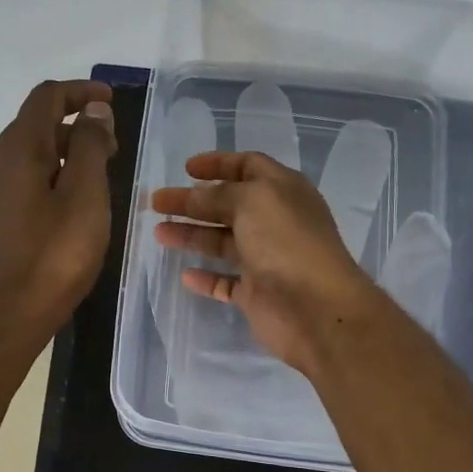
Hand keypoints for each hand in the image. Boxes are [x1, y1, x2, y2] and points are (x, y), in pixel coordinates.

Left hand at [0, 79, 116, 335]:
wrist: (7, 315)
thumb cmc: (55, 255)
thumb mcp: (86, 196)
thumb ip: (90, 146)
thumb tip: (92, 111)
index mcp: (17, 150)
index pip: (45, 98)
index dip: (80, 92)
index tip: (110, 104)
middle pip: (35, 128)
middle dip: (75, 129)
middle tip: (112, 150)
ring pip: (26, 160)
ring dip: (61, 158)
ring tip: (94, 182)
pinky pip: (18, 187)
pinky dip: (45, 182)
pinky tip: (65, 211)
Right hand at [152, 150, 379, 375]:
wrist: (314, 308)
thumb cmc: (286, 242)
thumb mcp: (251, 201)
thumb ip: (218, 195)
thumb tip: (194, 195)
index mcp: (283, 191)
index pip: (249, 167)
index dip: (218, 164)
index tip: (186, 169)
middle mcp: (275, 223)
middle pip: (228, 205)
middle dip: (193, 201)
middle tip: (158, 203)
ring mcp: (266, 260)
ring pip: (223, 243)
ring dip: (192, 235)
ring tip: (159, 233)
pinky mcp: (257, 294)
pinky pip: (226, 283)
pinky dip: (206, 278)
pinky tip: (185, 275)